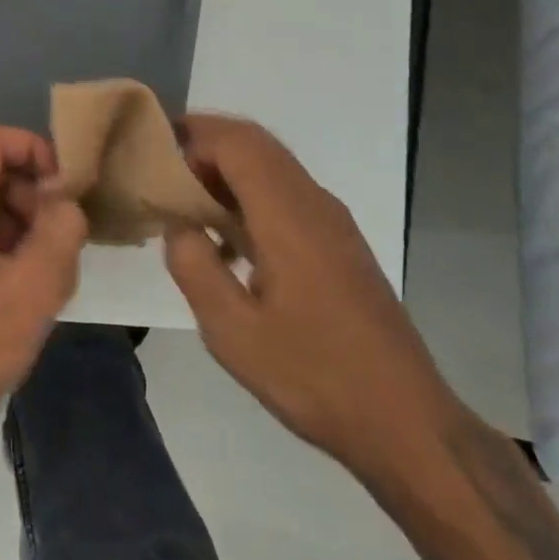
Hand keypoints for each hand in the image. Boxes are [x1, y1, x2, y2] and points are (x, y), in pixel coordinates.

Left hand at [0, 126, 87, 477]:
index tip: (63, 184)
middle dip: (27, 186)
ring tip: (52, 260)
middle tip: (60, 226)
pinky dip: (2, 241)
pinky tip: (29, 283)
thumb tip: (66, 201)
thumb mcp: (31, 289)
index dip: (28, 147)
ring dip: (17, 216)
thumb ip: (59, 232)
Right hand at [163, 115, 456, 478]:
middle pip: (255, 144)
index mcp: (289, 217)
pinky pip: (286, 195)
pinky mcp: (339, 244)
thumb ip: (194, 266)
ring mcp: (332, 223)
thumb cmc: (314, 376)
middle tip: (161, 169)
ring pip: (272, 167)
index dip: (192, 136)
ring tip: (184, 202)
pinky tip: (225, 243)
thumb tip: (179, 225)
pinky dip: (248, 195)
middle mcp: (314, 204)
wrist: (406, 423)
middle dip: (205, 144)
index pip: (237, 143)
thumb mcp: (233, 331)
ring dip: (226, 170)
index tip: (152, 155)